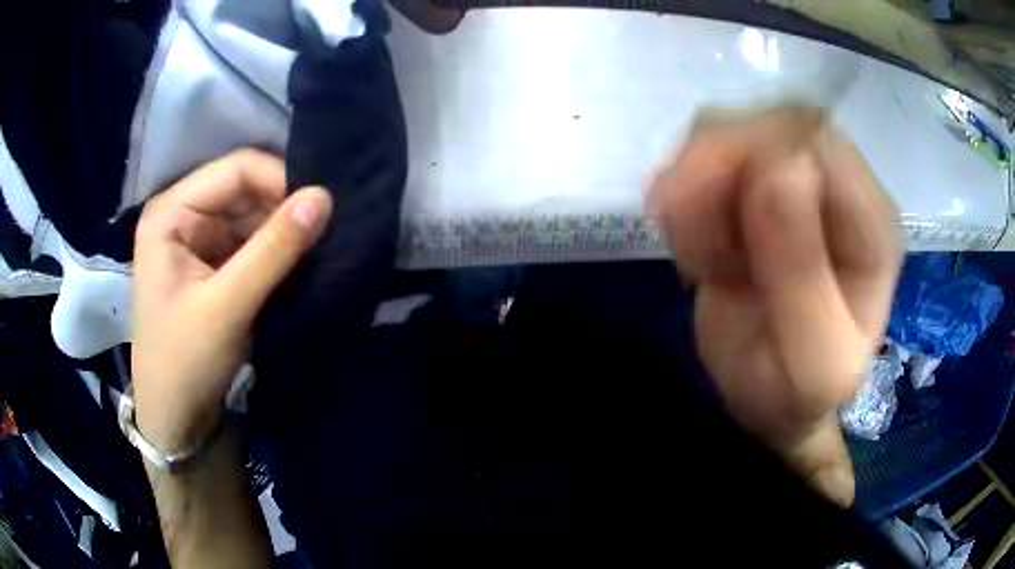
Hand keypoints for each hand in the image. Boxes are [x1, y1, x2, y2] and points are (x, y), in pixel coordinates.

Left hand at [132, 150, 331, 453]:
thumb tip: (325, 196)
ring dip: (284, 230)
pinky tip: (299, 263)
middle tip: (327, 229)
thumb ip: (274, 249)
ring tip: (320, 246)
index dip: (280, 180)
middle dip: (284, 207)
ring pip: (252, 216)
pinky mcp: (212, 264)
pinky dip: (276, 251)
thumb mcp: (227, 305)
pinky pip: (251, 242)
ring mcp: (198, 239)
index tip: (322, 208)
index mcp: (171, 212)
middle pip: (245, 190)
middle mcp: (183, 215)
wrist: (176, 419)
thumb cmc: (185, 362)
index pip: (236, 170)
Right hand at [649, 106, 903, 504]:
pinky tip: (691, 247)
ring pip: (732, 130)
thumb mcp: (808, 364)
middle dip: (712, 165)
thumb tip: (779, 166)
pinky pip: (708, 157)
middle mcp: (841, 188)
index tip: (701, 210)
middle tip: (678, 227)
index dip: (753, 152)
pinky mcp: (760, 188)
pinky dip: (685, 194)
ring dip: (694, 183)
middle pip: (771, 121)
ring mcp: (799, 181)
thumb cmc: (796, 392)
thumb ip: (803, 274)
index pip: (818, 139)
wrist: (770, 399)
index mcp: (873, 225)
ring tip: (690, 251)